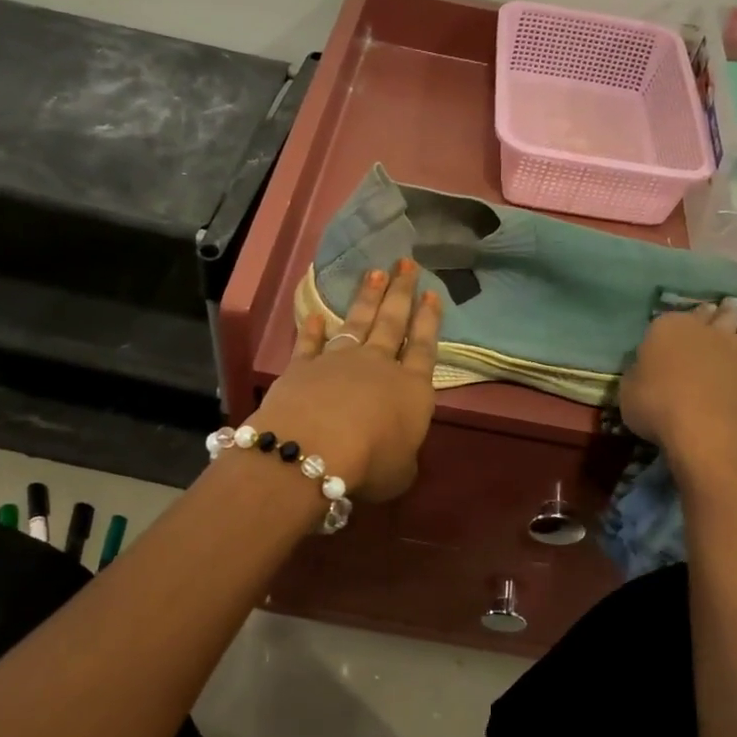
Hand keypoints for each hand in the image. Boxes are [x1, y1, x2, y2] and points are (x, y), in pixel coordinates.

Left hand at [250, 259, 441, 501]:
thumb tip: (397, 453)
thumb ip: (403, 456)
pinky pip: (310, 343)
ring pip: (357, 322)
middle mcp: (378, 365)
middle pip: (392, 322)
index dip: (429, 320)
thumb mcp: (402, 472)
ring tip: (374, 273)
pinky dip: (311, 329)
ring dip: (367, 298)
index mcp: (412, 389)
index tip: (432, 293)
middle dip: (401, 292)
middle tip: (406, 263)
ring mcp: (339, 361)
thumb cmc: (372, 462)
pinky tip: (314, 314)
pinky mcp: (303, 367)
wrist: (315, 447)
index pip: (424, 347)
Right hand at [619, 299, 736, 495]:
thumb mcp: (628, 389)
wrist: (706, 430)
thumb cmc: (656, 404)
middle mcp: (709, 336)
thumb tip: (645, 367)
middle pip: (719, 317)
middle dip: (724, 309)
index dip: (683, 315)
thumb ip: (639, 373)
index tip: (691, 312)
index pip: (675, 316)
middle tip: (730, 303)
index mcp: (671, 330)